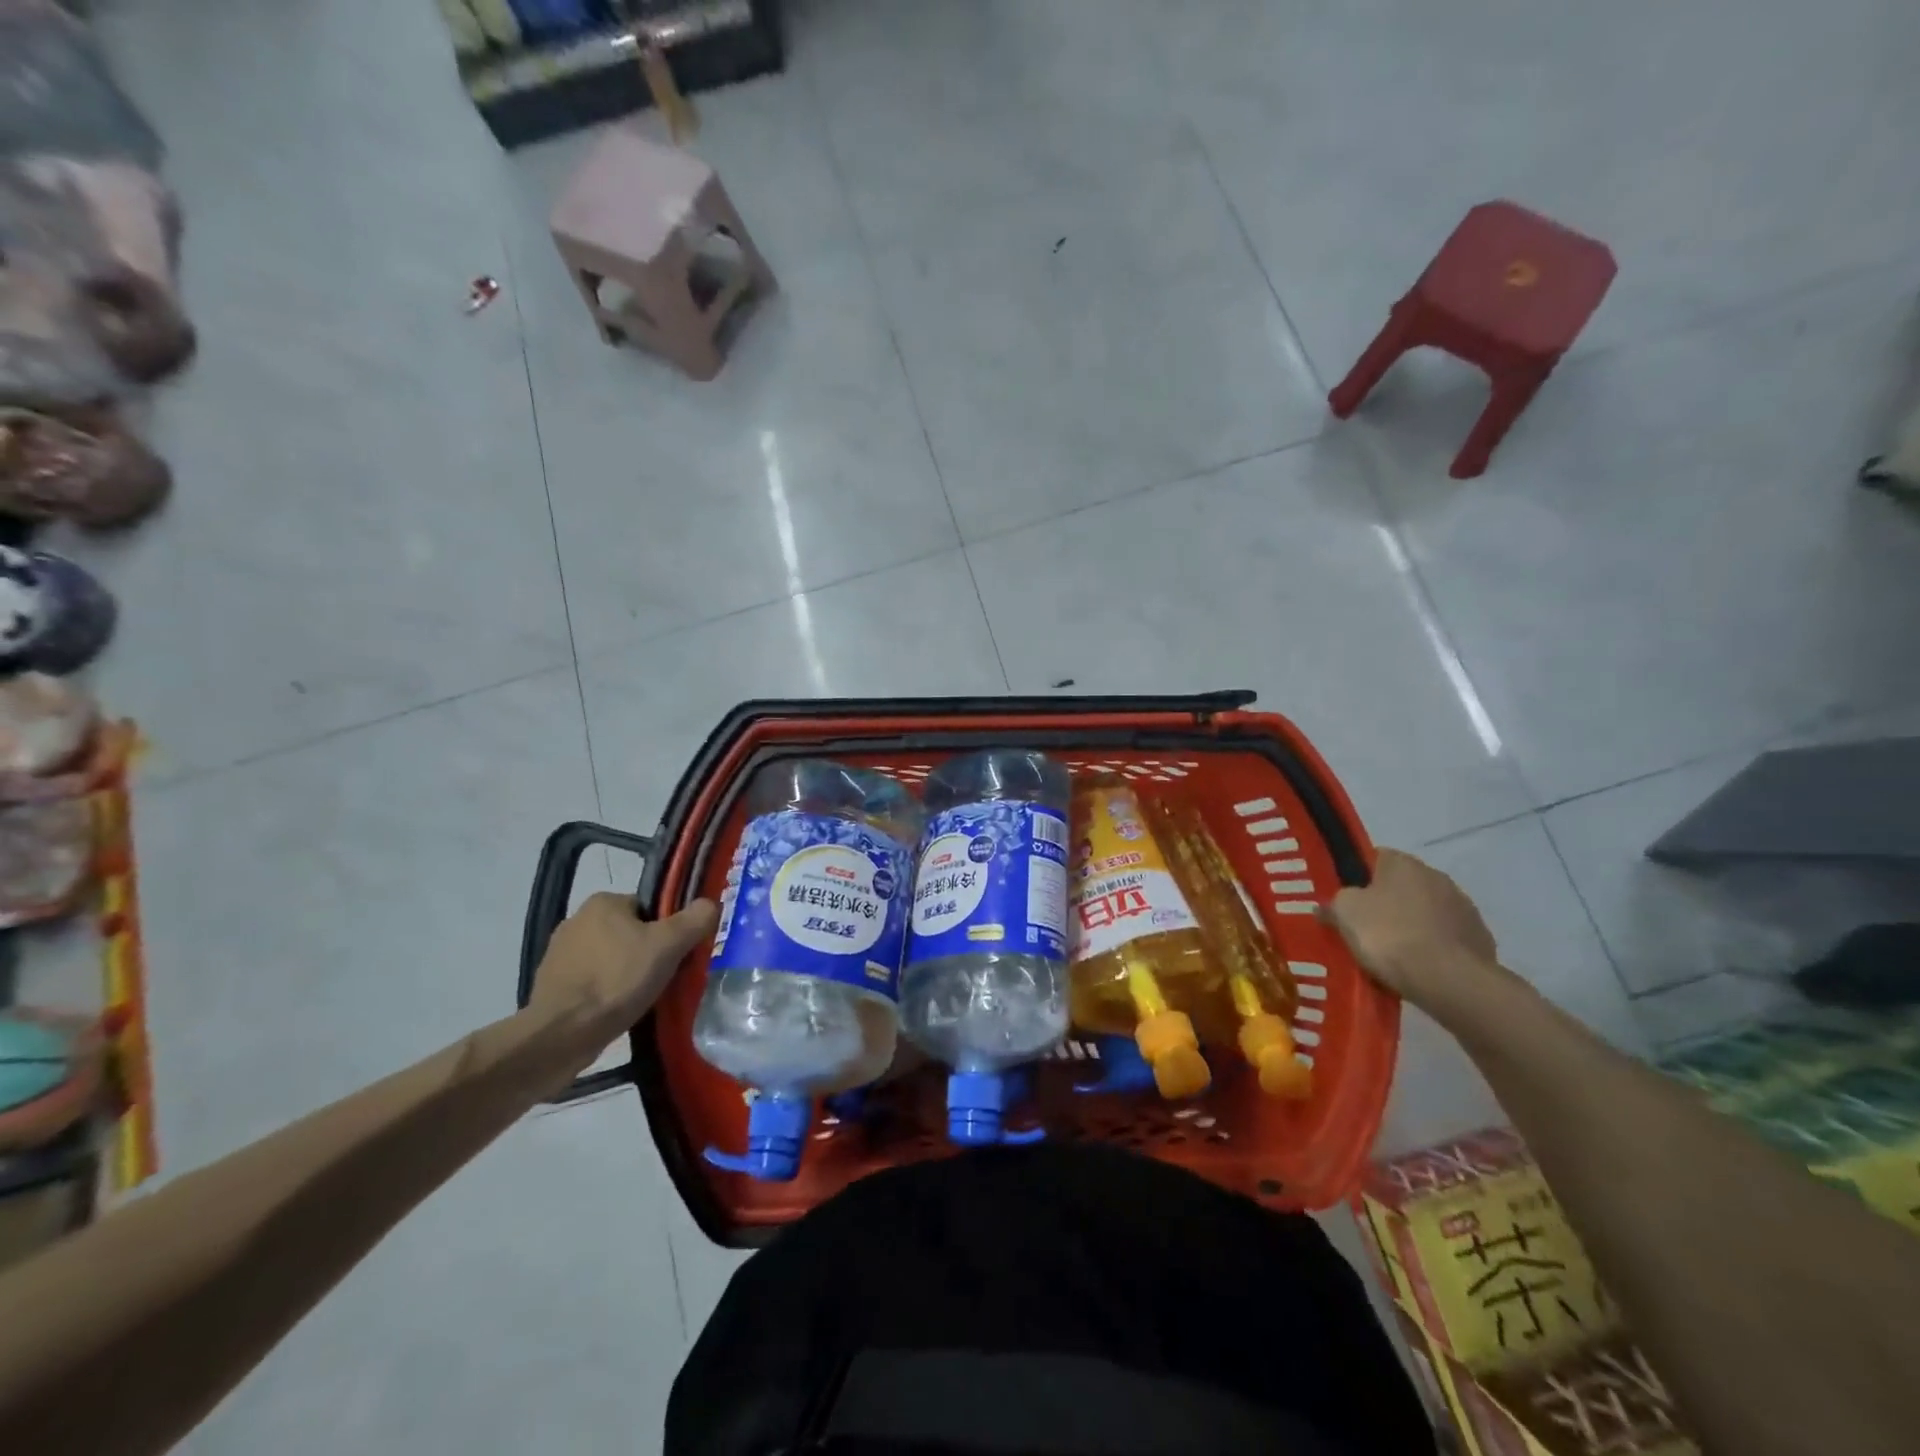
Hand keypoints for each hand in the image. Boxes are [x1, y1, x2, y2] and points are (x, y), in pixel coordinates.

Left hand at [529, 892, 718, 1029]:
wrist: (562, 1035)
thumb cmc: (617, 980)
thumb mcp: (669, 946)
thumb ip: (695, 919)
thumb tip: (710, 904)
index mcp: (603, 902)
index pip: (649, 908)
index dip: (667, 930)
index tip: (675, 955)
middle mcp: (576, 920)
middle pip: (629, 932)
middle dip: (646, 953)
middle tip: (662, 978)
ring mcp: (558, 953)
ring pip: (609, 958)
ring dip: (624, 974)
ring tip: (640, 998)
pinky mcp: (549, 985)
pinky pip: (590, 982)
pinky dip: (604, 992)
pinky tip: (615, 1011)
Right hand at [1319, 849, 1498, 1007]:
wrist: (1450, 980)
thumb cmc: (1389, 935)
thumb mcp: (1344, 914)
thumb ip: (1333, 904)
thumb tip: (1325, 907)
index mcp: (1403, 863)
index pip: (1374, 858)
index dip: (1357, 877)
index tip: (1345, 899)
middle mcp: (1437, 876)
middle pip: (1401, 886)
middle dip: (1385, 903)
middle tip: (1363, 927)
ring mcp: (1464, 908)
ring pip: (1425, 912)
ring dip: (1411, 925)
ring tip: (1391, 953)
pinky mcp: (1480, 938)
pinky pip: (1445, 938)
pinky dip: (1432, 947)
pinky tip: (1418, 967)